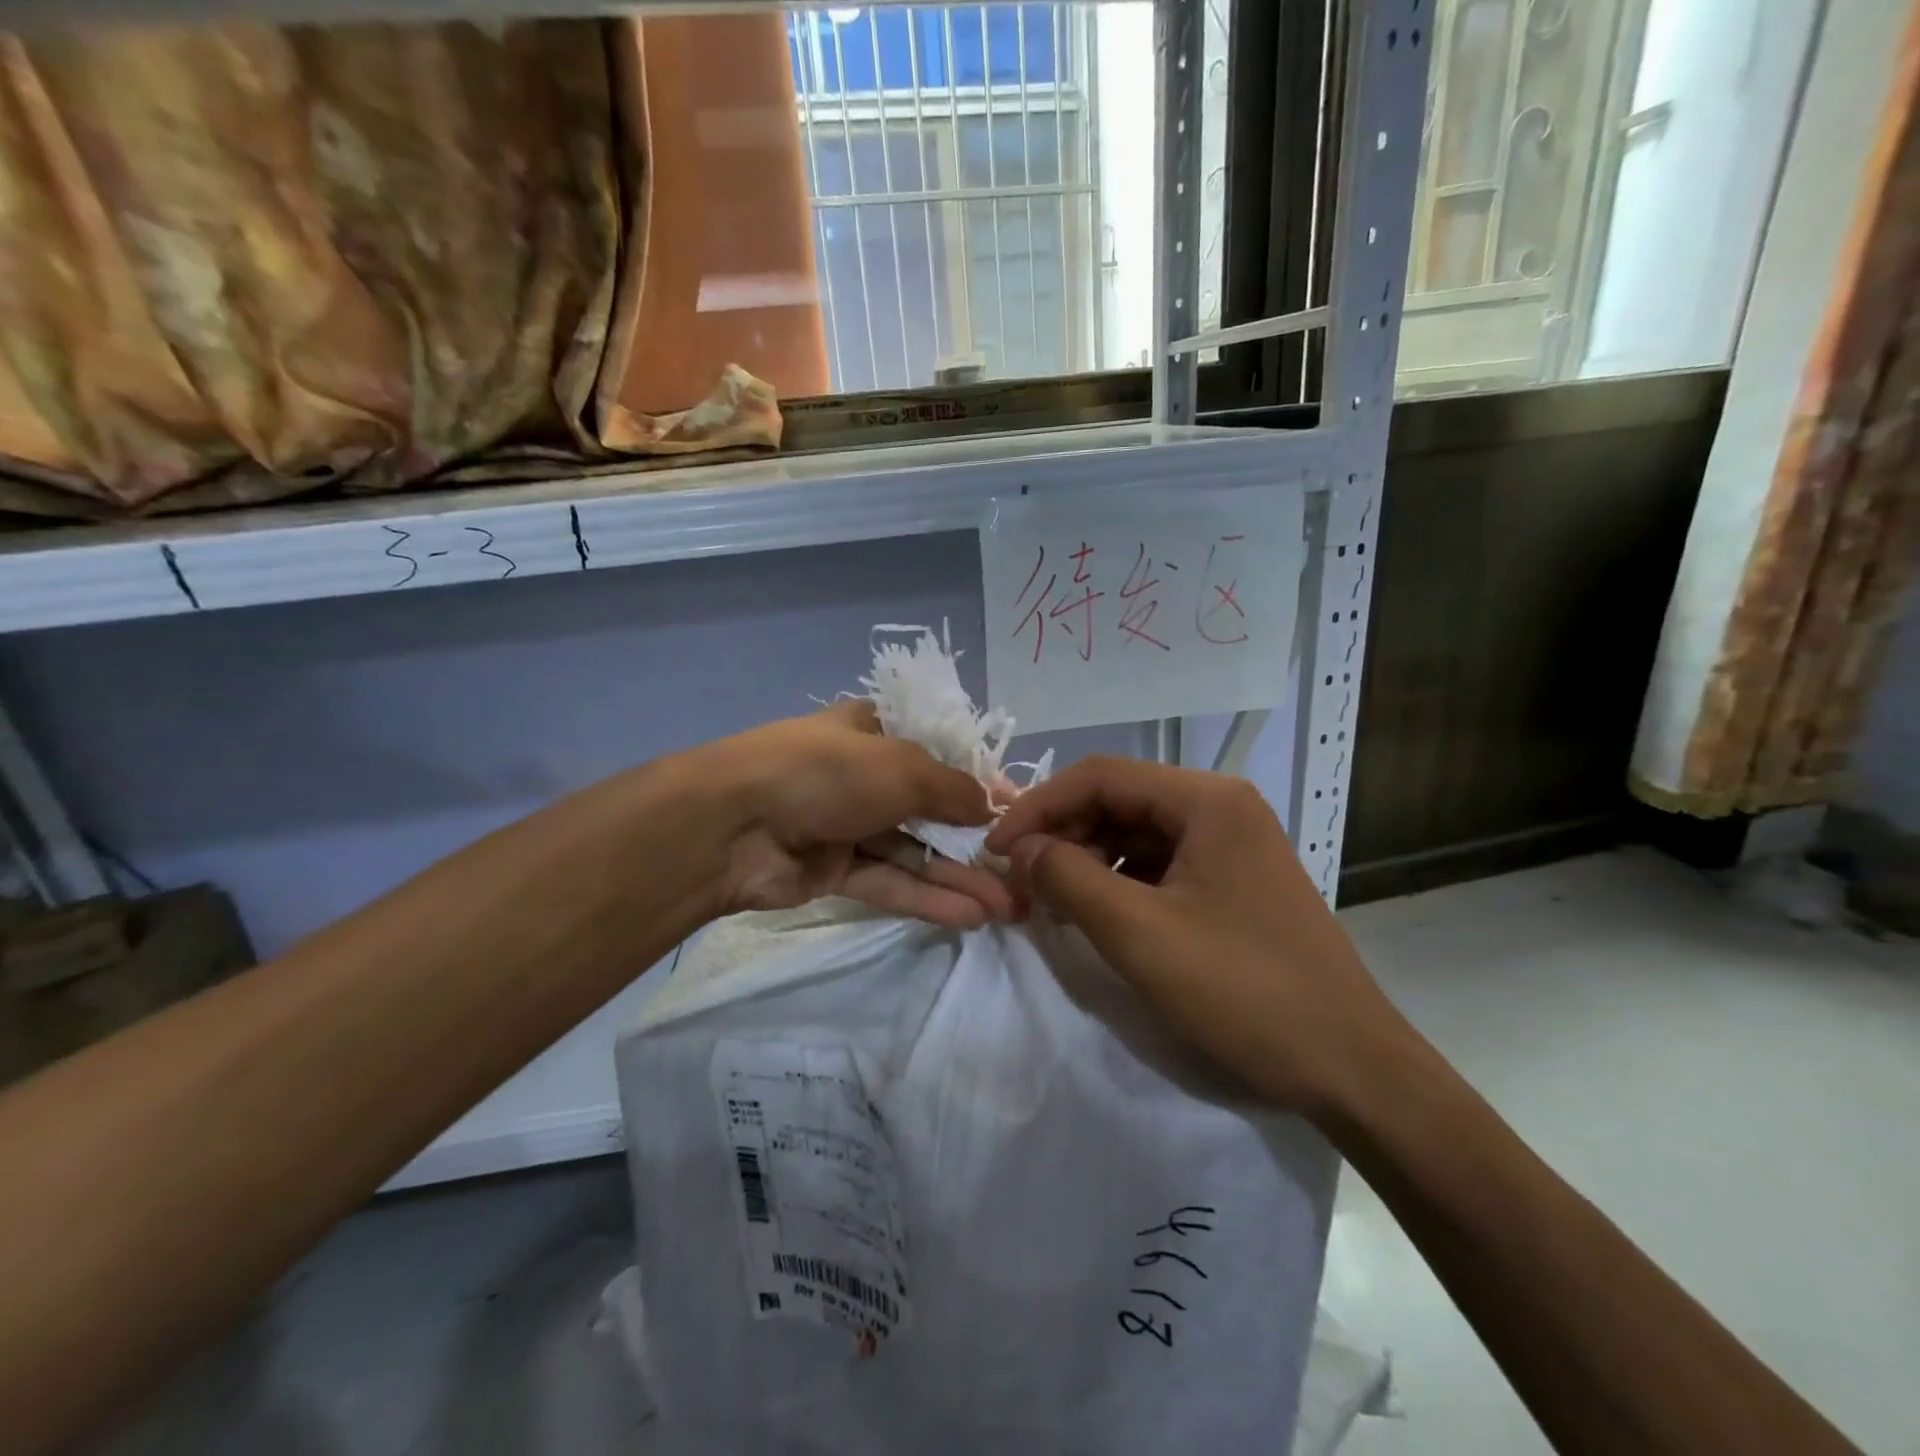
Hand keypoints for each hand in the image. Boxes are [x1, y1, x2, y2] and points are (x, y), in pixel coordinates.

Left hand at [699, 702, 1013, 928]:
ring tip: (1008, 905)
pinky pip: (888, 882)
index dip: (978, 782)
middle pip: (929, 809)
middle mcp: (862, 776)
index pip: (937, 754)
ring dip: (958, 877)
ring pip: (912, 853)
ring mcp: (846, 825)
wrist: (733, 824)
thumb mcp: (904, 768)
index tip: (1017, 811)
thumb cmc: (828, 772)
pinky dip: (926, 897)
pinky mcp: (832, 871)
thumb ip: (954, 789)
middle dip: (975, 841)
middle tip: (1020, 871)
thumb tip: (994, 808)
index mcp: (873, 732)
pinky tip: (970, 916)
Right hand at [984, 756, 1413, 1114]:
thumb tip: (1020, 849)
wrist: (1350, 1066)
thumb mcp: (1139, 932)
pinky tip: (1095, 914)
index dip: (1038, 806)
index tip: (996, 849)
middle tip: (1021, 882)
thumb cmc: (1243, 989)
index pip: (1099, 775)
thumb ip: (1067, 877)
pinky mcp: (1232, 881)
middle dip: (1062, 835)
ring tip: (1051, 902)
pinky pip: (1159, 864)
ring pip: (1135, 833)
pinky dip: (1118, 882)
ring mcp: (1231, 844)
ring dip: (1086, 860)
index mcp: (1206, 799)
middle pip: (1118, 800)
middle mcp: (1221, 807)